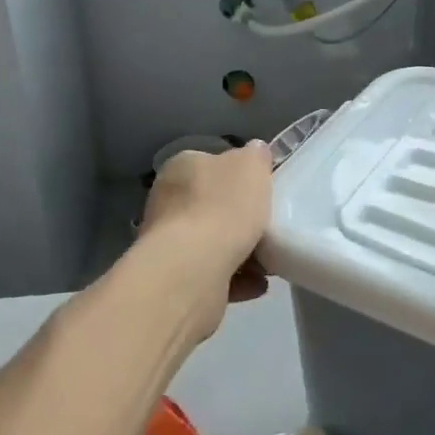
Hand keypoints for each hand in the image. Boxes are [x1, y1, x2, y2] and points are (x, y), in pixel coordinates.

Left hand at [139, 143, 273, 327]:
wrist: (193, 270)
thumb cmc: (223, 207)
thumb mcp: (252, 165)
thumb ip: (255, 156)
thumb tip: (254, 152)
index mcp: (181, 167)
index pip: (210, 164)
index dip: (237, 176)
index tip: (260, 191)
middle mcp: (166, 201)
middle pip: (211, 205)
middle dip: (240, 218)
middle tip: (268, 226)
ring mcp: (167, 243)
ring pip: (212, 242)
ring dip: (241, 251)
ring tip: (268, 261)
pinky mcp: (174, 280)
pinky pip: (212, 274)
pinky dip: (236, 279)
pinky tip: (257, 283)